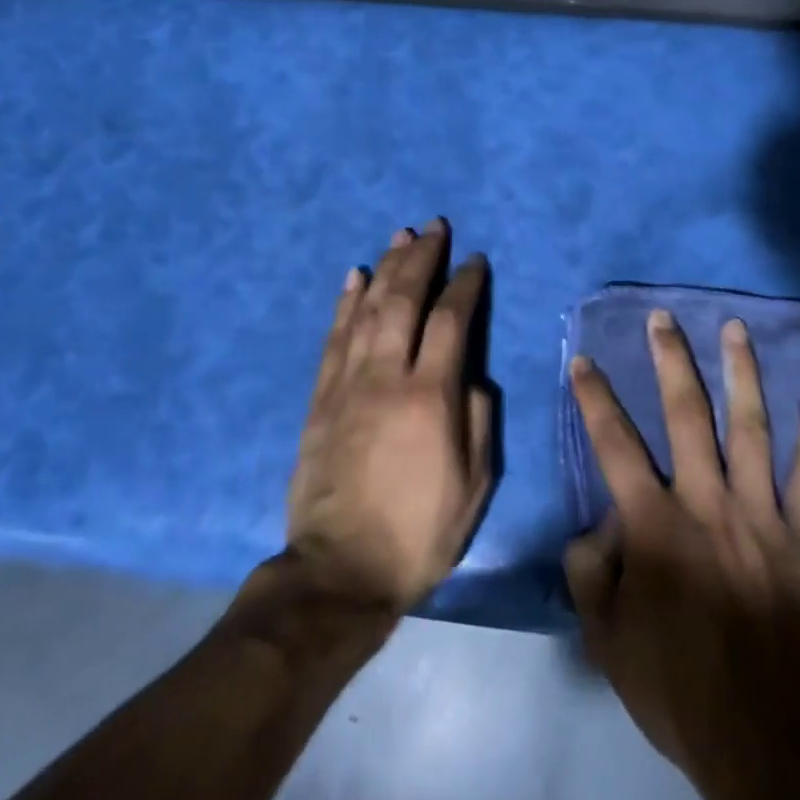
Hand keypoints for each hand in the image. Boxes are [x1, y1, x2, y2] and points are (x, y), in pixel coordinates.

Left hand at [286, 221, 494, 613]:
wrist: (339, 572)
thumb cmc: (419, 532)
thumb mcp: (475, 485)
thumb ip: (478, 420)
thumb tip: (472, 377)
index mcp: (430, 397)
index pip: (451, 321)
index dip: (465, 285)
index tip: (474, 261)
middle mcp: (386, 377)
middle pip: (404, 301)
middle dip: (421, 259)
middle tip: (434, 227)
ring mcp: (347, 385)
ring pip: (366, 310)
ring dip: (385, 269)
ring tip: (399, 237)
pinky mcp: (320, 399)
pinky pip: (333, 339)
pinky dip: (344, 303)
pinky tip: (353, 277)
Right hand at [564, 309, 799, 799]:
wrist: (766, 736)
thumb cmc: (678, 687)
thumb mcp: (606, 640)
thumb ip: (589, 574)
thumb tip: (595, 527)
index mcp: (655, 523)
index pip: (614, 445)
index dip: (595, 399)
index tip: (584, 359)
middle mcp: (707, 502)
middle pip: (686, 415)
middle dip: (671, 361)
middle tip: (663, 318)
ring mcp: (761, 514)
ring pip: (750, 428)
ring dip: (742, 374)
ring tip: (736, 328)